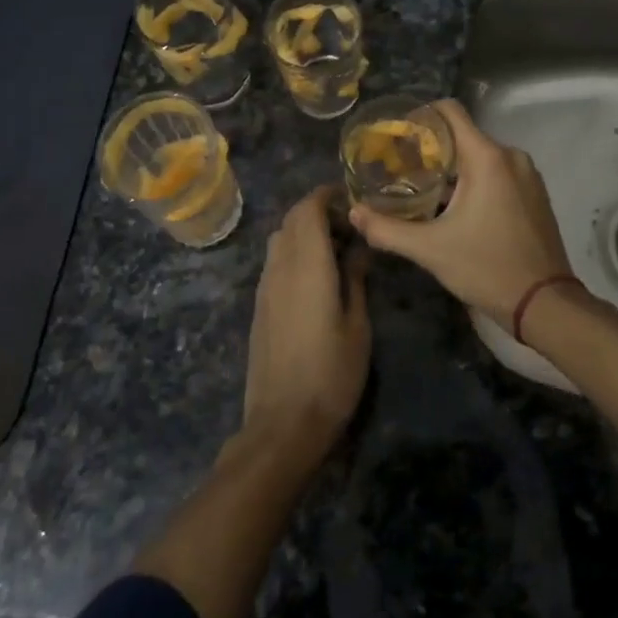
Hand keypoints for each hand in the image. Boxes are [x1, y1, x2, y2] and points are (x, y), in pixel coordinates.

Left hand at [241, 186, 371, 455]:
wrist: (282, 423)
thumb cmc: (330, 375)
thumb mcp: (357, 327)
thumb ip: (355, 280)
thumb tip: (357, 249)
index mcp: (307, 266)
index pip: (307, 209)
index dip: (326, 195)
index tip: (351, 197)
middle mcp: (280, 267)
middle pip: (291, 219)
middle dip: (317, 211)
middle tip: (350, 226)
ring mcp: (264, 286)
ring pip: (280, 239)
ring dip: (304, 231)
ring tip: (336, 249)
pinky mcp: (259, 305)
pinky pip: (274, 261)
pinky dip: (294, 252)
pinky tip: (316, 276)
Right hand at [348, 100, 574, 328]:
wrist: (545, 304)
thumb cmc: (486, 268)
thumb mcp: (430, 250)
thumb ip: (387, 229)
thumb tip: (353, 214)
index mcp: (487, 158)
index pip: (450, 111)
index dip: (421, 115)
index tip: (397, 134)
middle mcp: (510, 156)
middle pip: (463, 135)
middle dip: (431, 147)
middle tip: (400, 167)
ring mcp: (527, 175)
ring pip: (480, 156)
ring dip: (452, 167)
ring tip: (422, 187)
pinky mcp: (535, 194)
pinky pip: (498, 172)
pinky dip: (474, 180)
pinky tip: (454, 205)